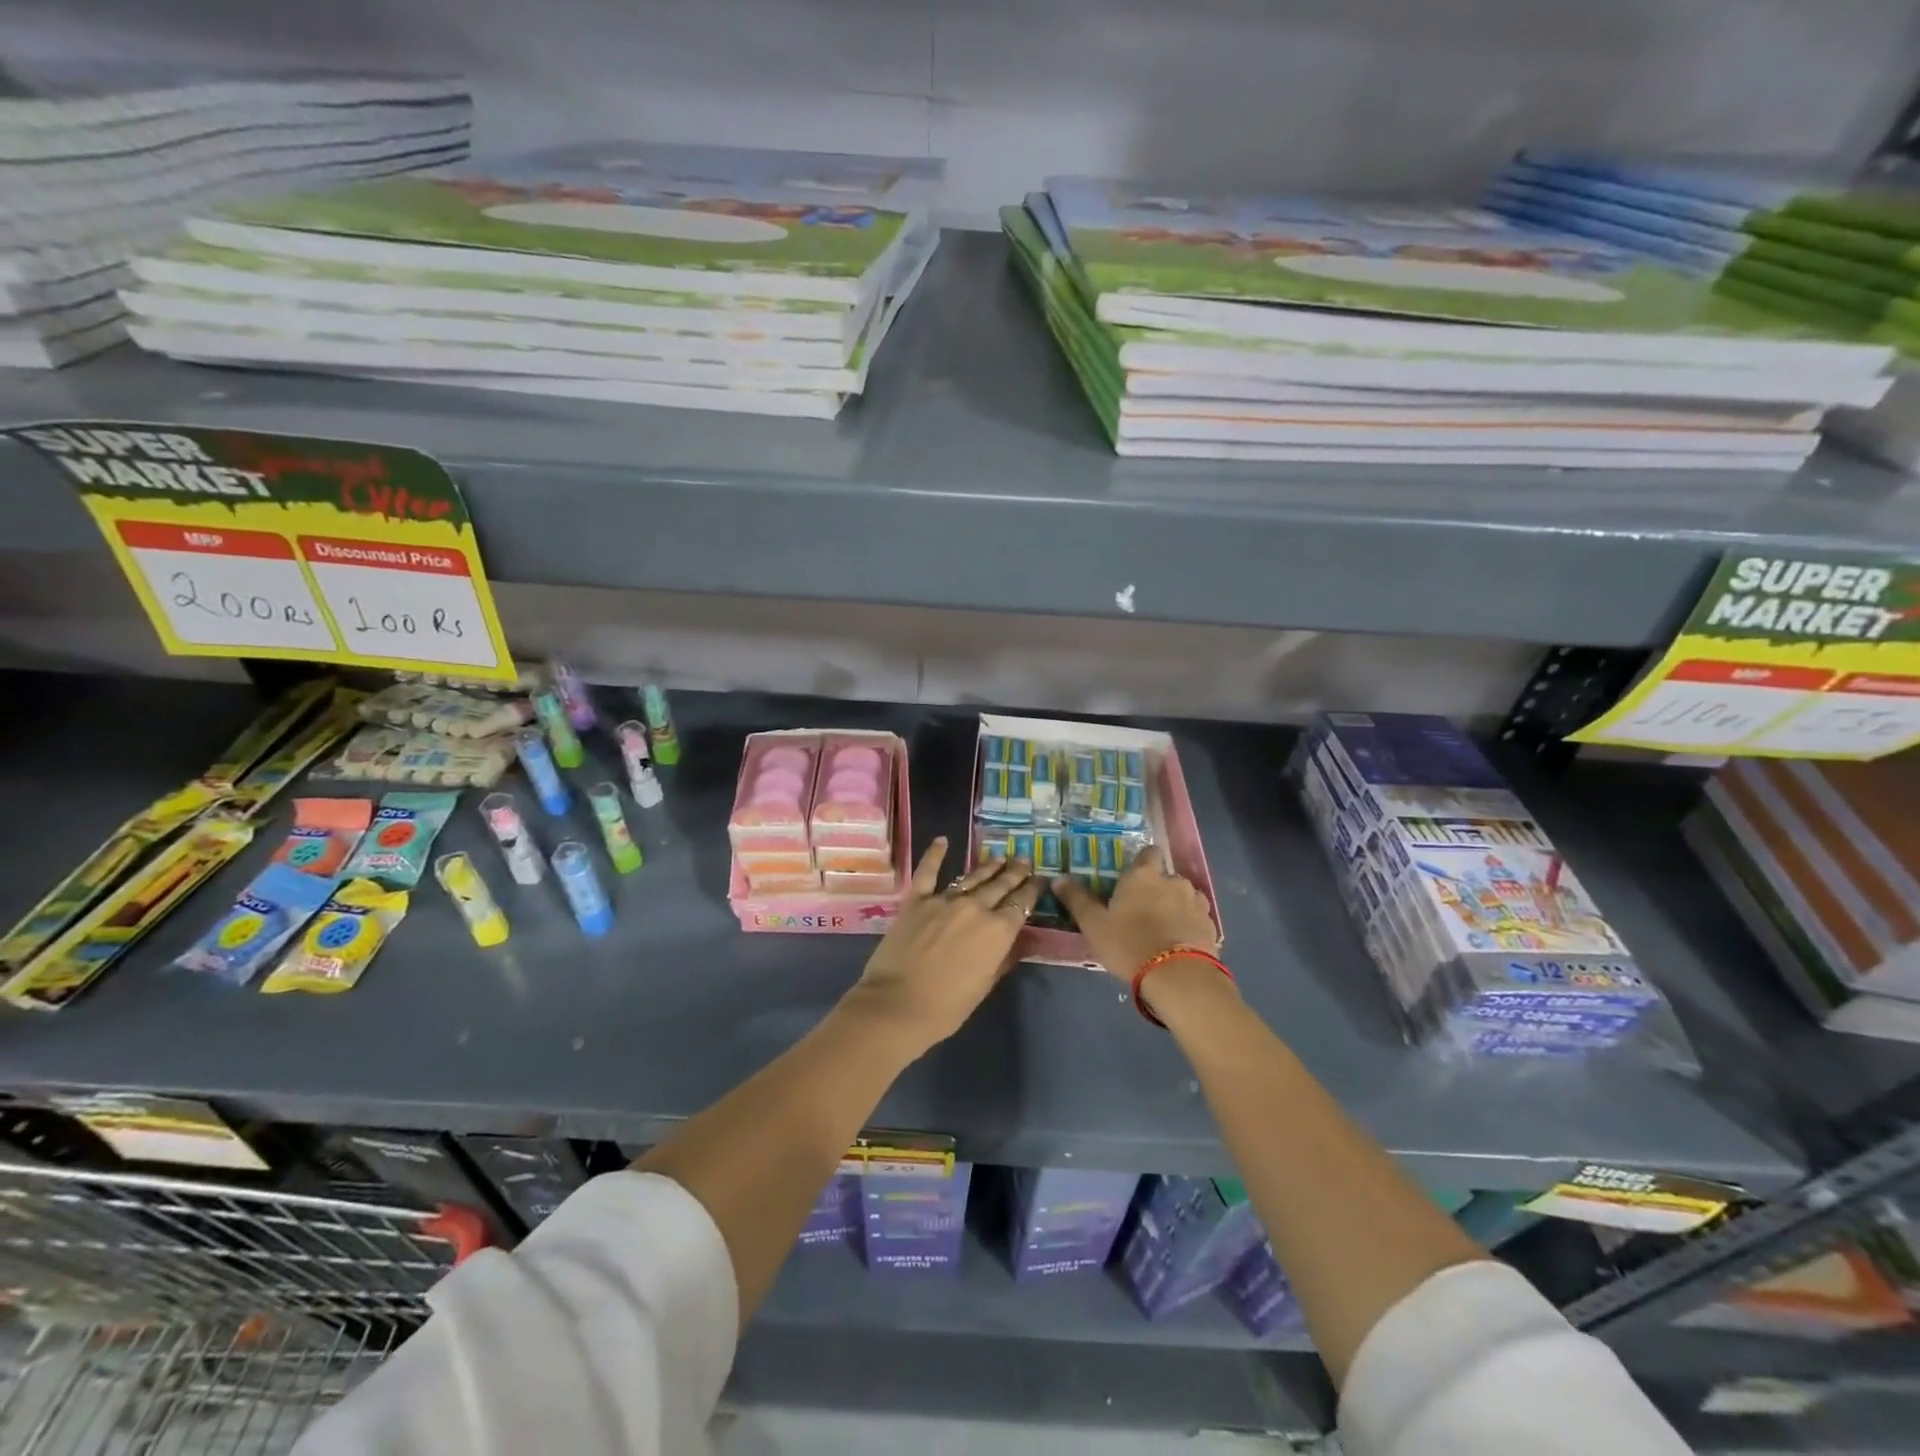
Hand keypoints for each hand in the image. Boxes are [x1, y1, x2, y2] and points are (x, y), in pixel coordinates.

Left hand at [844, 836, 1041, 1051]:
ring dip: (988, 866)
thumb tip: (1017, 940)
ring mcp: (944, 899)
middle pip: (1001, 885)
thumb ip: (1003, 958)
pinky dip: (935, 854)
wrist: (897, 1004)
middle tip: (1024, 859)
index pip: (1022, 904)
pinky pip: (928, 871)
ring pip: (972, 877)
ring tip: (1000, 856)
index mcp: (998, 930)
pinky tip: (942, 840)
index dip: (1033, 890)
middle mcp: (976, 907)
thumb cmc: (947, 1006)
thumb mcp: (985, 986)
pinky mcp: (916, 899)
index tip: (1040, 879)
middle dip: (1015, 872)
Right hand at [1054, 847, 1220, 980]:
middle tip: (1140, 911)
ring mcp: (1196, 903)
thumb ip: (1077, 899)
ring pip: (1184, 897)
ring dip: (1175, 907)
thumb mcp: (1094, 924)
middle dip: (1156, 889)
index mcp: (1144, 875)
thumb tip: (1058, 878)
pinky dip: (1188, 926)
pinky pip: (1196, 919)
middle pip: (1165, 877)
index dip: (1141, 864)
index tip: (1131, 880)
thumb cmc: (1129, 944)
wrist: (1179, 978)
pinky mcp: (1211, 926)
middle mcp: (1173, 881)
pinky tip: (1178, 945)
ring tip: (1162, 930)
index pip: (1148, 853)